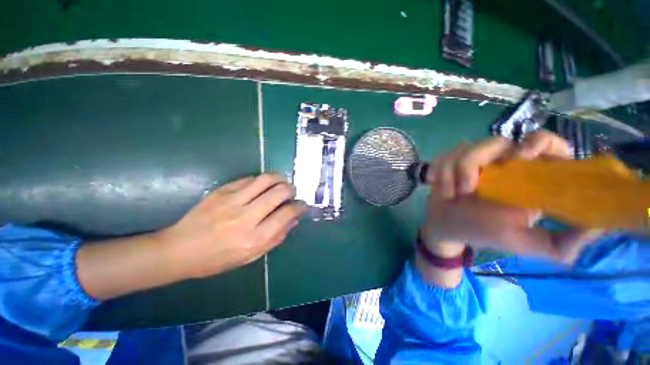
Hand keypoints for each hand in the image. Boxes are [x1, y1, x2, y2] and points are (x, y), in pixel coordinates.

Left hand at [157, 173, 307, 278]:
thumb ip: (276, 237)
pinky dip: (261, 180)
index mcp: (254, 238)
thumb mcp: (251, 256)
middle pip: (279, 192)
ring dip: (280, 179)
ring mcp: (232, 201)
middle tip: (292, 193)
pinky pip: (250, 178)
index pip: (287, 214)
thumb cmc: (218, 259)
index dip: (300, 206)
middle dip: (292, 190)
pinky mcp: (221, 191)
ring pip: (266, 179)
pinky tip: (261, 186)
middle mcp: (246, 217)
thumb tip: (294, 219)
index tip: (302, 205)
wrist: (179, 250)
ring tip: (281, 184)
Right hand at [421, 131, 600, 262]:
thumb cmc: (484, 233)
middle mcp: (502, 163)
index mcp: (527, 177)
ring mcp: (474, 161)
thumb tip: (597, 227)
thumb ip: (563, 244)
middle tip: (472, 185)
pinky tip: (441, 189)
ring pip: (466, 149)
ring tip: (454, 194)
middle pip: (498, 141)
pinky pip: (445, 157)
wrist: (446, 227)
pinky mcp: (450, 162)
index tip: (525, 155)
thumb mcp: (525, 243)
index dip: (542, 142)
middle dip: (479, 158)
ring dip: (456, 172)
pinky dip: (441, 173)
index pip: (547, 145)